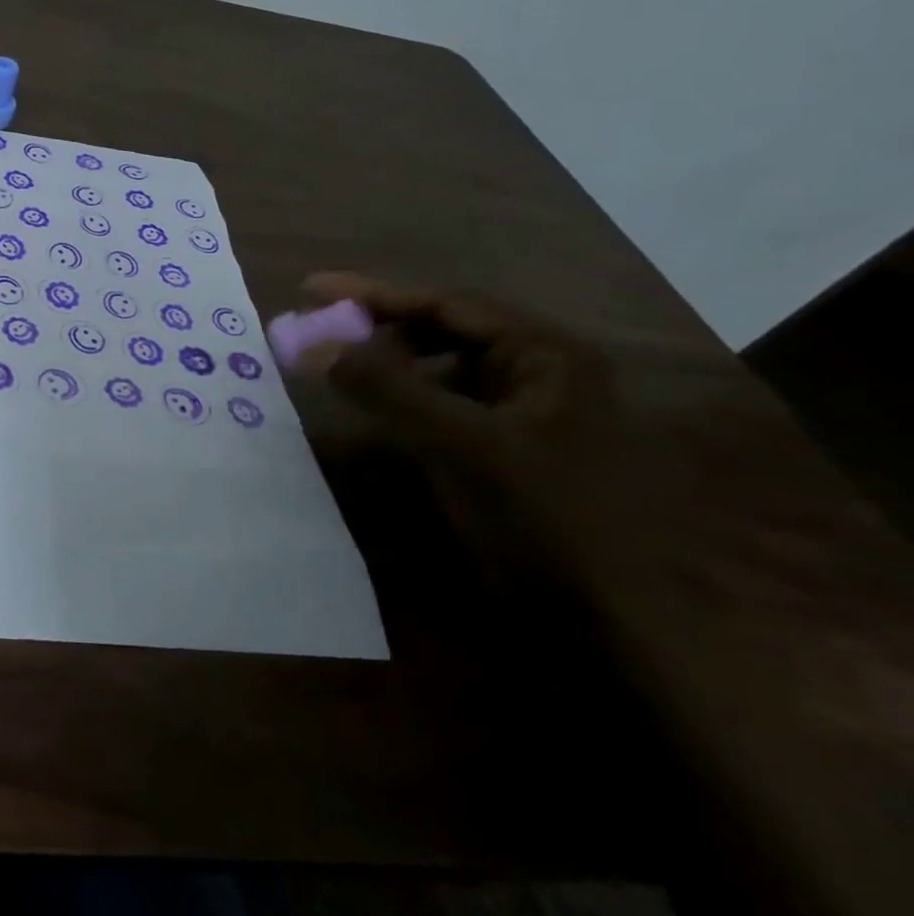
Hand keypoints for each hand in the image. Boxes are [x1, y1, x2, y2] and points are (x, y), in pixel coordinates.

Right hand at [291, 273, 628, 570]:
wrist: (604, 626)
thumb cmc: (541, 519)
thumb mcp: (458, 444)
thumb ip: (384, 386)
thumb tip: (311, 344)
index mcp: (548, 356)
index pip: (448, 304)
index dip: (374, 294)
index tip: (310, 289)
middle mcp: (543, 372)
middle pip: (447, 330)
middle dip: (381, 326)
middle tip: (320, 330)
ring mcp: (530, 412)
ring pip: (446, 367)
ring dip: (392, 361)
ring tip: (341, 364)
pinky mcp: (512, 448)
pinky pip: (449, 403)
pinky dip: (408, 397)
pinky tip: (378, 407)